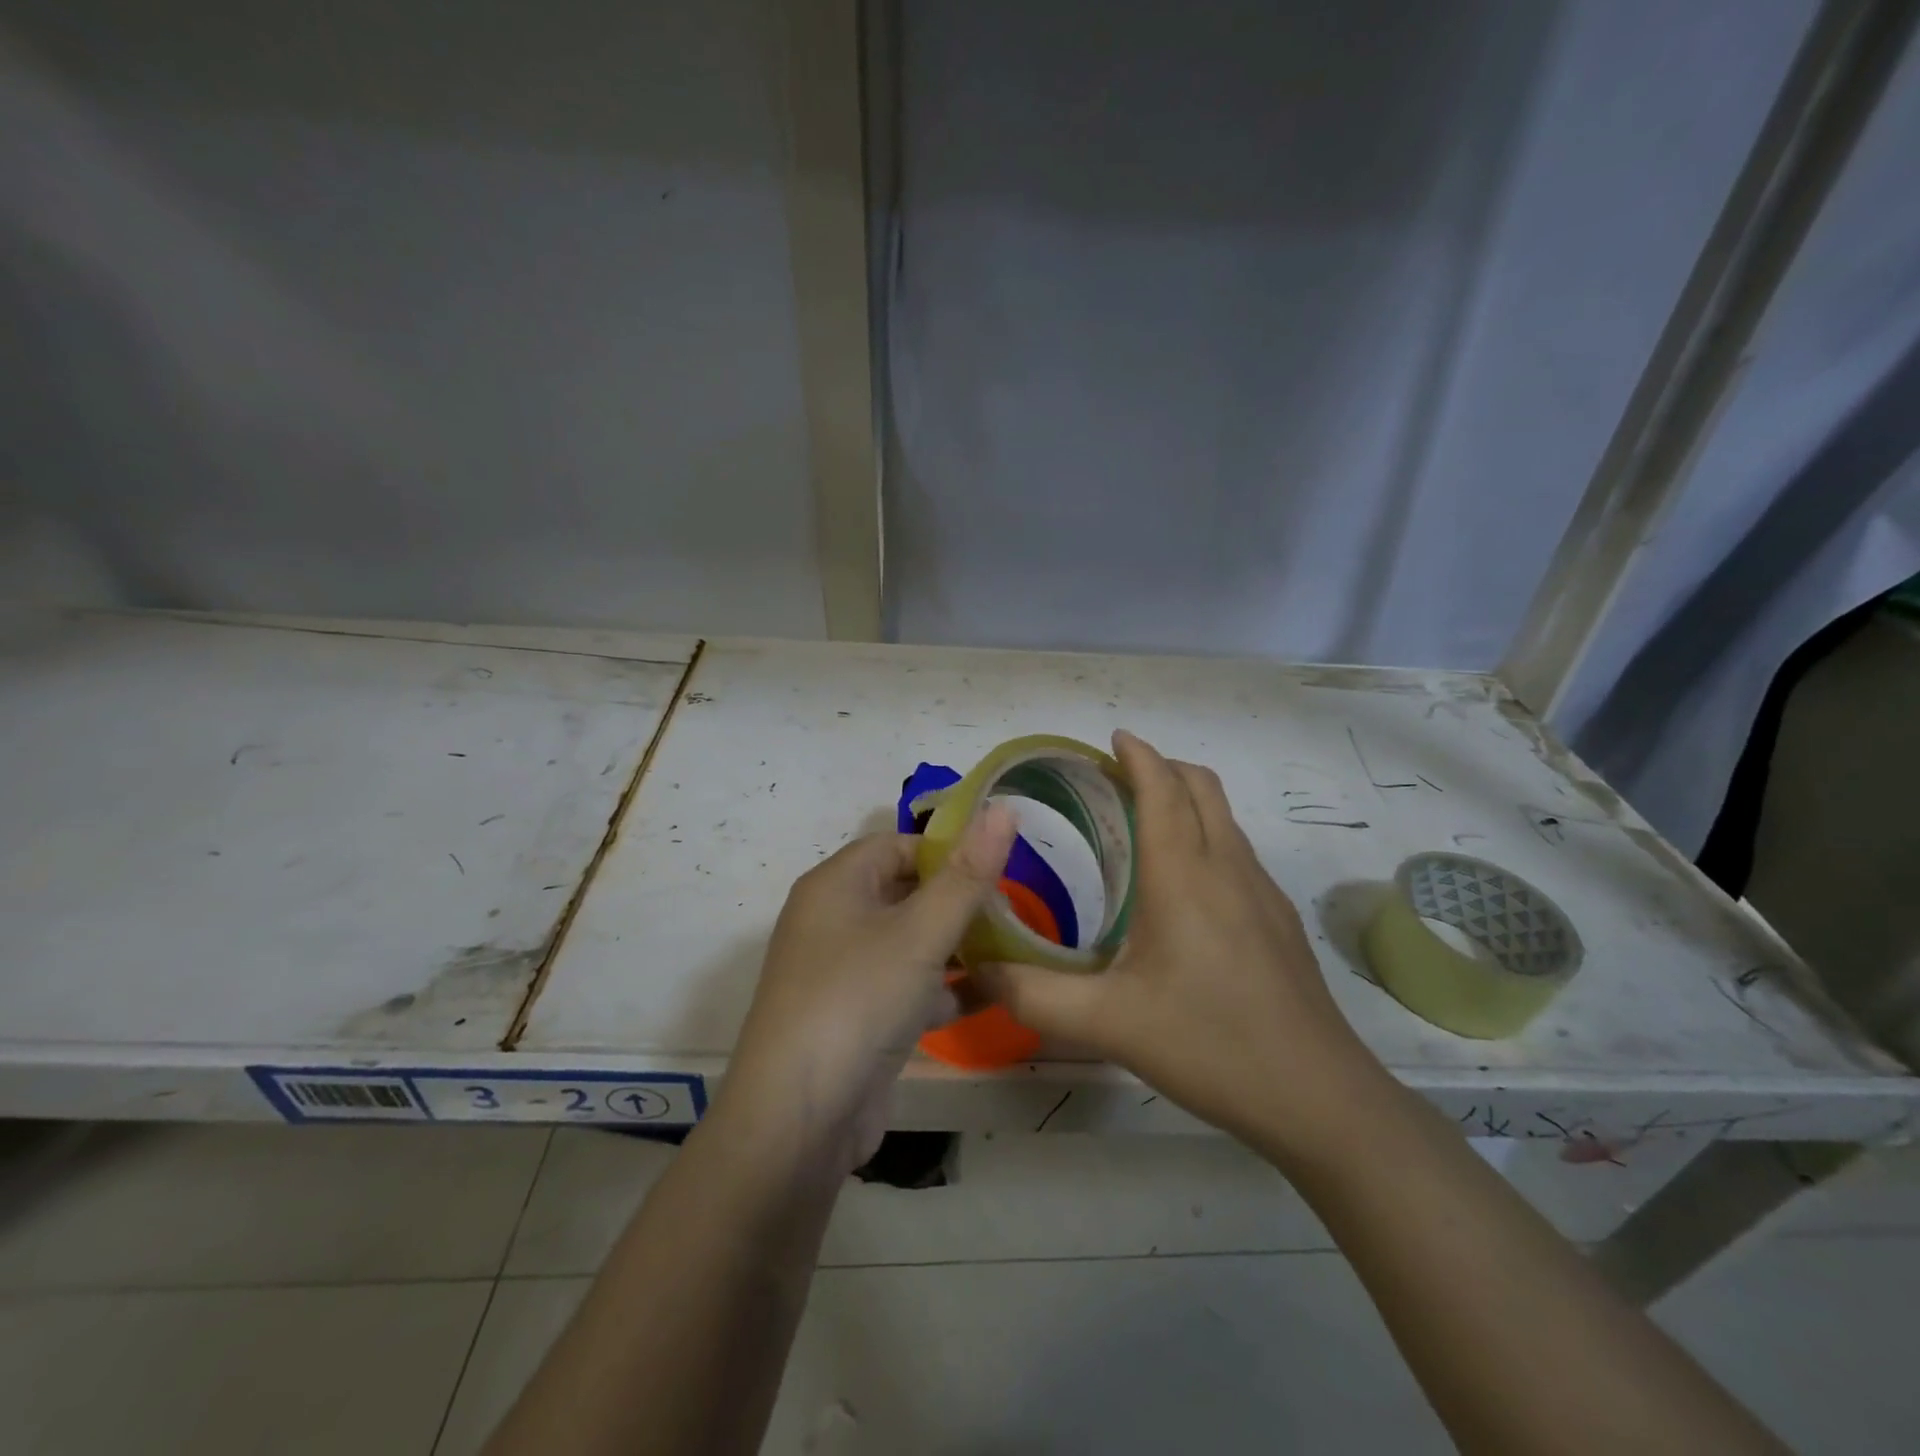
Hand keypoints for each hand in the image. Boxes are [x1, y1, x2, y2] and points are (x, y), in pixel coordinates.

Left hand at [718, 806, 1018, 1172]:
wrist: (798, 1120)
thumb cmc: (858, 1000)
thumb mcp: (920, 933)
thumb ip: (967, 875)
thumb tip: (1004, 806)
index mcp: (836, 884)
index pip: (897, 844)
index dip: (947, 849)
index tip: (999, 866)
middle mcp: (833, 920)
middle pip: (904, 891)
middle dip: (958, 898)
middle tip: (1015, 908)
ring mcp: (843, 972)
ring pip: (909, 941)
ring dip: (956, 944)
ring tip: (1014, 947)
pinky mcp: (856, 1017)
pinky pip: (907, 986)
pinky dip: (944, 987)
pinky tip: (993, 995)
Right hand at [974, 731, 1389, 1155]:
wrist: (1318, 1097)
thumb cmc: (1209, 1044)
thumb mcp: (1107, 1024)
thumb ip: (1033, 995)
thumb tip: (976, 967)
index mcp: (1183, 876)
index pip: (1163, 789)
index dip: (1139, 756)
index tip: (1113, 738)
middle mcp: (1227, 868)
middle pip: (1201, 787)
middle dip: (1161, 767)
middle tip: (1116, 779)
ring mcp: (1262, 893)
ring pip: (1224, 817)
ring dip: (1186, 800)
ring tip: (1143, 824)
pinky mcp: (1279, 920)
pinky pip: (1237, 851)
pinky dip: (1206, 835)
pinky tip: (1183, 887)